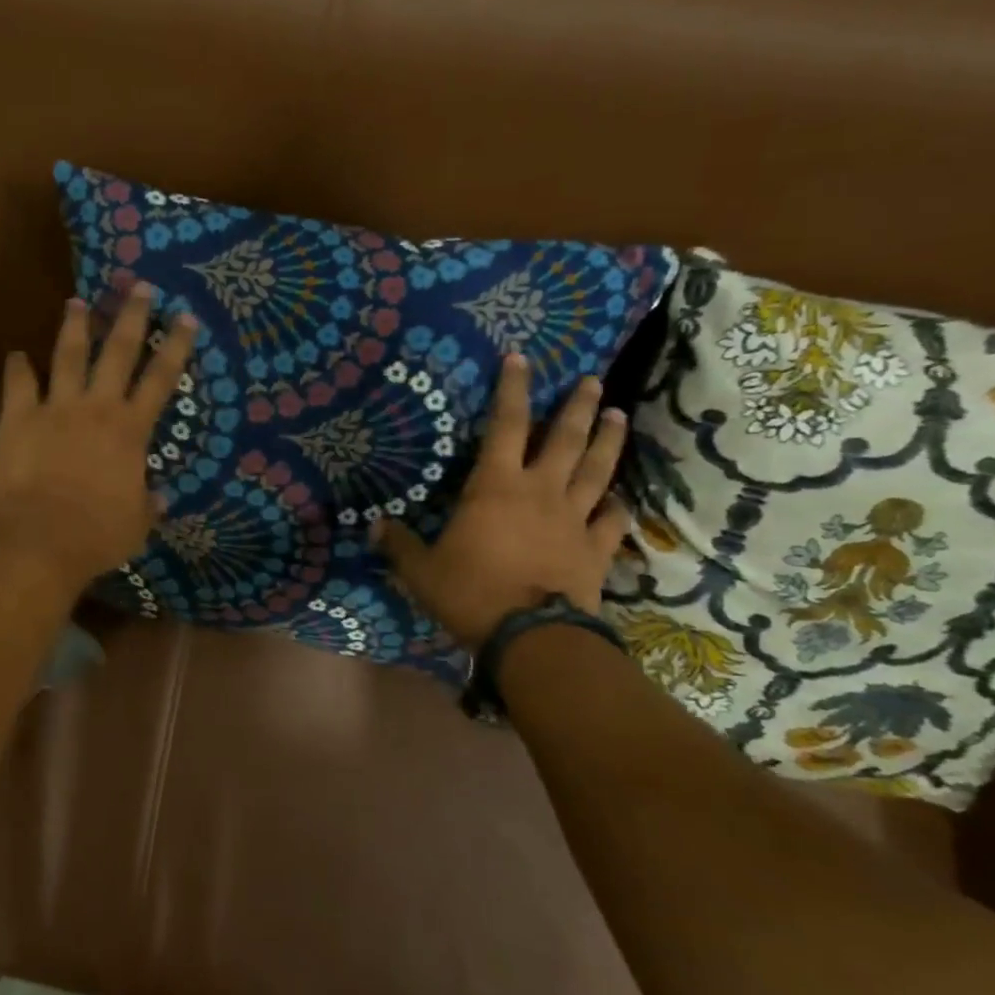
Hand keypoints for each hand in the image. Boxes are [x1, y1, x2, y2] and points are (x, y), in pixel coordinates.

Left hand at [0, 285, 196, 586]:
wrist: (40, 540)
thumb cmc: (97, 535)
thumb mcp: (137, 524)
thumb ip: (148, 504)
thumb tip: (159, 497)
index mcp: (130, 430)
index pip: (160, 379)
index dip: (175, 346)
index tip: (185, 317)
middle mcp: (96, 408)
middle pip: (117, 351)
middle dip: (131, 316)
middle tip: (139, 287)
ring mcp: (54, 408)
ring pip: (67, 356)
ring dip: (75, 327)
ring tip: (77, 301)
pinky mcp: (17, 419)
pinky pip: (18, 384)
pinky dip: (17, 367)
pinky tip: (16, 354)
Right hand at [375, 354, 629, 650]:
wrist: (531, 636)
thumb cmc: (471, 592)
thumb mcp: (420, 570)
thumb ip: (398, 544)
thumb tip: (373, 525)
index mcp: (494, 487)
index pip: (505, 426)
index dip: (512, 390)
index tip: (520, 359)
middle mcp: (540, 492)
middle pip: (565, 439)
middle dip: (577, 406)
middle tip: (591, 380)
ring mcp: (574, 519)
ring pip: (597, 470)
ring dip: (609, 441)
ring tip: (619, 415)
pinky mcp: (595, 549)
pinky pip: (612, 520)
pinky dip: (617, 506)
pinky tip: (621, 498)